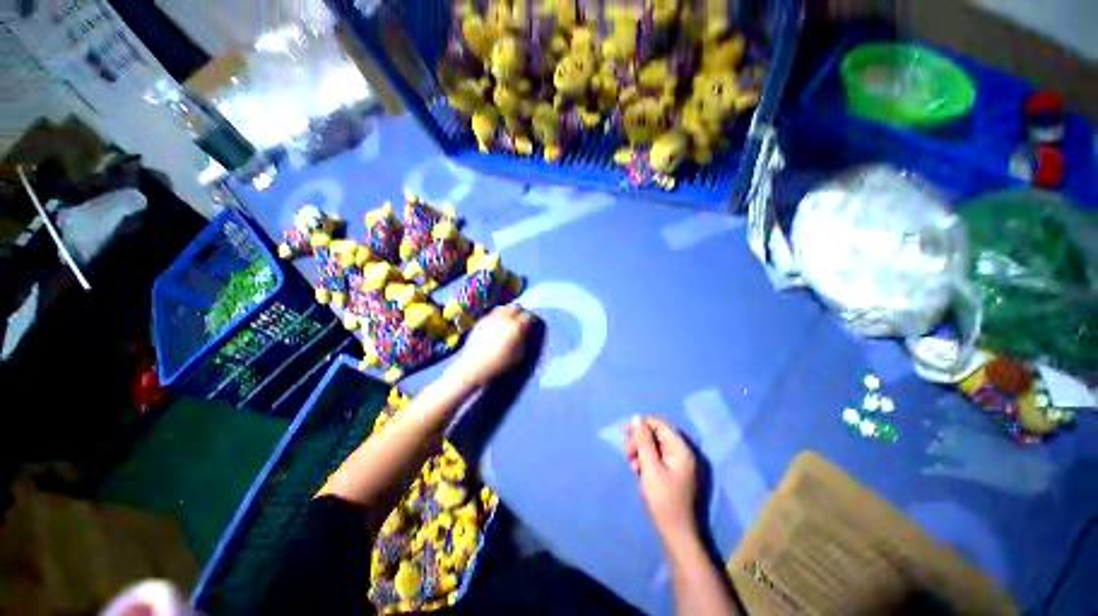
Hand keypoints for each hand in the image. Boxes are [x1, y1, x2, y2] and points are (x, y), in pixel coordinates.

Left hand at [448, 306, 534, 386]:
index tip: (532, 326)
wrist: (474, 366)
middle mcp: (504, 317)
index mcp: (516, 326)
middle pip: (516, 307)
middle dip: (520, 313)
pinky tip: (497, 324)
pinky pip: (493, 313)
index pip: (529, 316)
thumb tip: (526, 333)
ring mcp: (491, 317)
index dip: (532, 320)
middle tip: (521, 322)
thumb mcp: (519, 355)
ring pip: (504, 308)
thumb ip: (525, 341)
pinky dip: (498, 316)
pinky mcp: (481, 321)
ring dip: (509, 312)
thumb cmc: (500, 363)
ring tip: (509, 321)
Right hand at [625, 416, 698, 543]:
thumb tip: (637, 418)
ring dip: (641, 451)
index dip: (642, 426)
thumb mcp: (650, 467)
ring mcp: (679, 464)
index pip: (660, 425)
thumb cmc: (663, 499)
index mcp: (680, 449)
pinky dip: (647, 460)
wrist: (677, 534)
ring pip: (656, 446)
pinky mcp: (675, 474)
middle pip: (658, 435)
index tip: (625, 435)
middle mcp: (682, 453)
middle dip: (640, 440)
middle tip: (627, 454)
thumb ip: (643, 441)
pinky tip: (638, 470)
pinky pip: (658, 458)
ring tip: (632, 464)